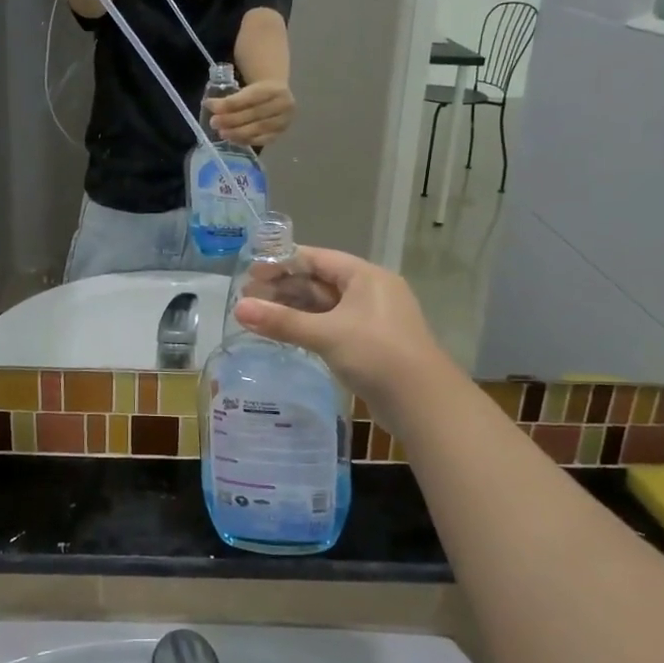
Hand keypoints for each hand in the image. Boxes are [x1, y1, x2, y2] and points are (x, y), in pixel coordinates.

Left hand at [210, 80, 295, 147]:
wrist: (278, 96)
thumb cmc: (257, 91)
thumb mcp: (247, 87)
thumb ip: (231, 96)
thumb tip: (209, 105)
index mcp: (274, 88)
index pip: (250, 97)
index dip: (229, 103)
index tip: (210, 105)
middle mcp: (283, 105)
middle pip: (255, 114)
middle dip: (231, 119)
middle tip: (214, 122)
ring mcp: (284, 121)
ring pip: (259, 129)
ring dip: (237, 133)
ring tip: (222, 133)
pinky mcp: (280, 134)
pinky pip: (262, 140)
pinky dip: (245, 140)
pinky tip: (232, 139)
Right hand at [231, 248, 451, 426]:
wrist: (425, 404)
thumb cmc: (377, 354)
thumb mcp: (327, 334)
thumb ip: (282, 321)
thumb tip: (238, 309)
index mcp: (365, 276)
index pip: (317, 258)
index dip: (282, 263)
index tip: (250, 272)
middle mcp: (370, 291)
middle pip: (319, 282)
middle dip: (284, 288)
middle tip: (247, 297)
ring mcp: (372, 320)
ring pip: (325, 307)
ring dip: (294, 310)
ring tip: (258, 316)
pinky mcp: (370, 345)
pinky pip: (333, 327)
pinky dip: (309, 328)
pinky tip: (285, 335)